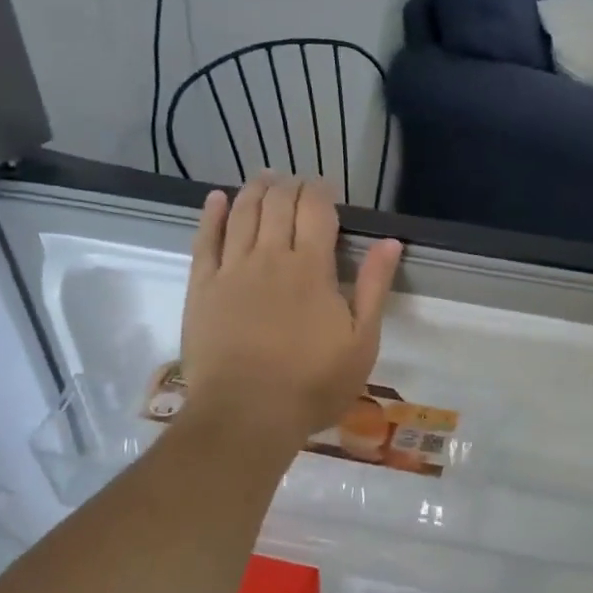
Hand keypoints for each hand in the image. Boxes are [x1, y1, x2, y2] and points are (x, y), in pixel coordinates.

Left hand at [182, 175, 402, 443]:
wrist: (247, 415)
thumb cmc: (313, 384)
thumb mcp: (362, 342)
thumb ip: (375, 288)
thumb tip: (390, 242)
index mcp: (312, 268)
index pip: (316, 211)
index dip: (321, 191)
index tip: (326, 187)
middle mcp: (270, 257)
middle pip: (278, 204)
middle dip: (289, 185)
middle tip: (296, 181)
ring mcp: (232, 270)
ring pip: (242, 213)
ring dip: (255, 190)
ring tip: (264, 178)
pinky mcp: (202, 287)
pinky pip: (205, 240)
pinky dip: (212, 214)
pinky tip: (217, 199)